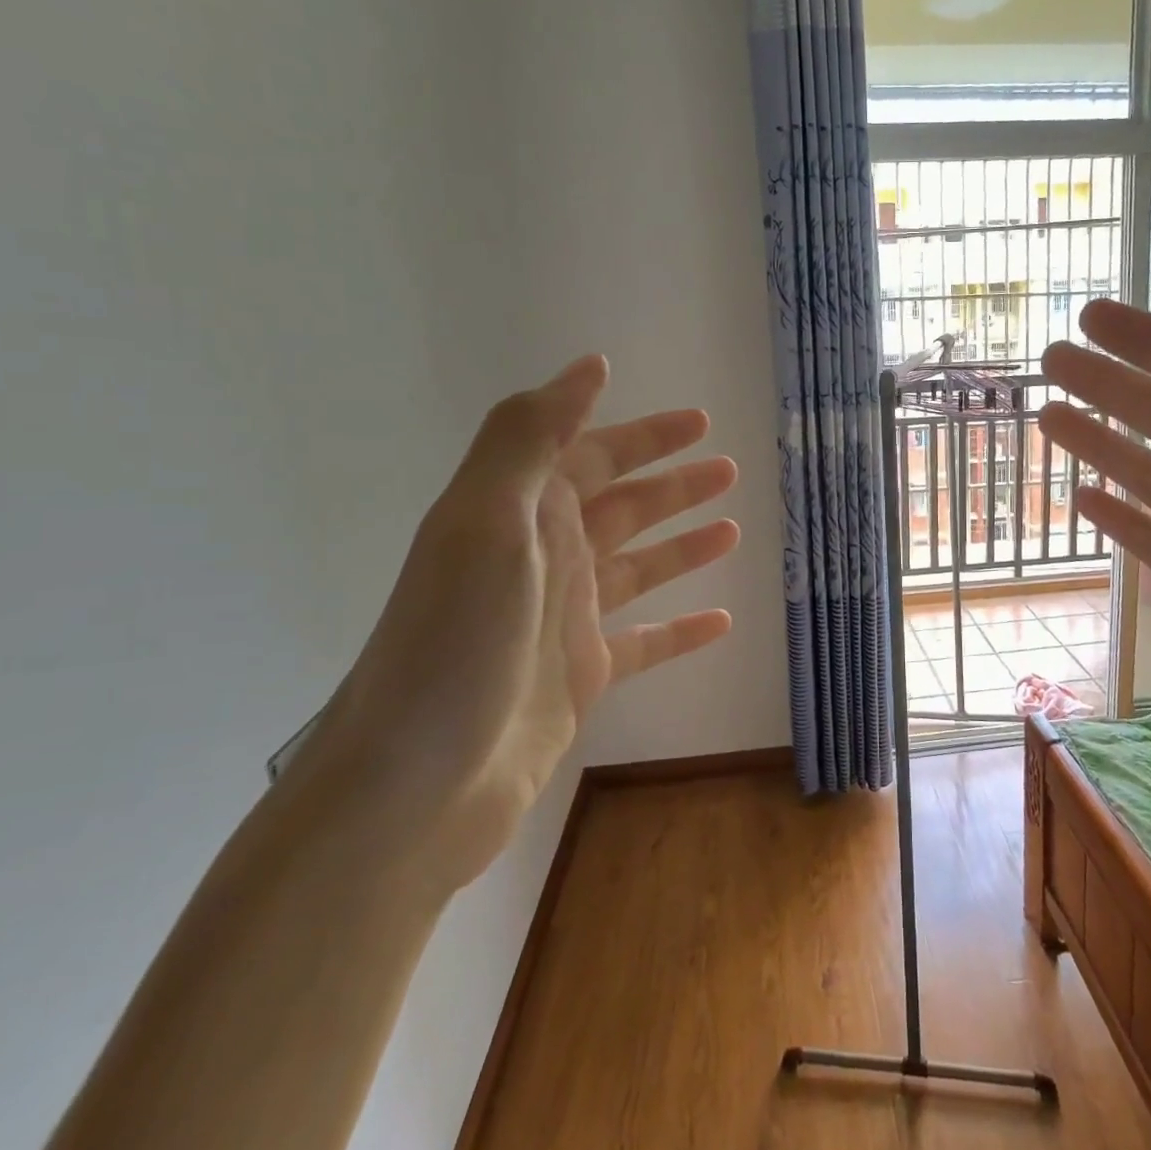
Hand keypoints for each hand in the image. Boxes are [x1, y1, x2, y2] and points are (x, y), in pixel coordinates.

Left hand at [299, 356, 738, 892]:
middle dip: (673, 484)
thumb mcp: (485, 519)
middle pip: (621, 507)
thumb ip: (530, 436)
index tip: (698, 421)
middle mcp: (543, 558)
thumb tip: (588, 367)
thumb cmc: (457, 637)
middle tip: (729, 467)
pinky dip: (680, 630)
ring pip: (637, 568)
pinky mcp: (581, 676)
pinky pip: (644, 641)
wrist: (416, 781)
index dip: (644, 435)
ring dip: (682, 545)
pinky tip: (722, 622)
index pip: (592, 455)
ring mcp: (564, 620)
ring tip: (734, 530)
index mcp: (520, 514)